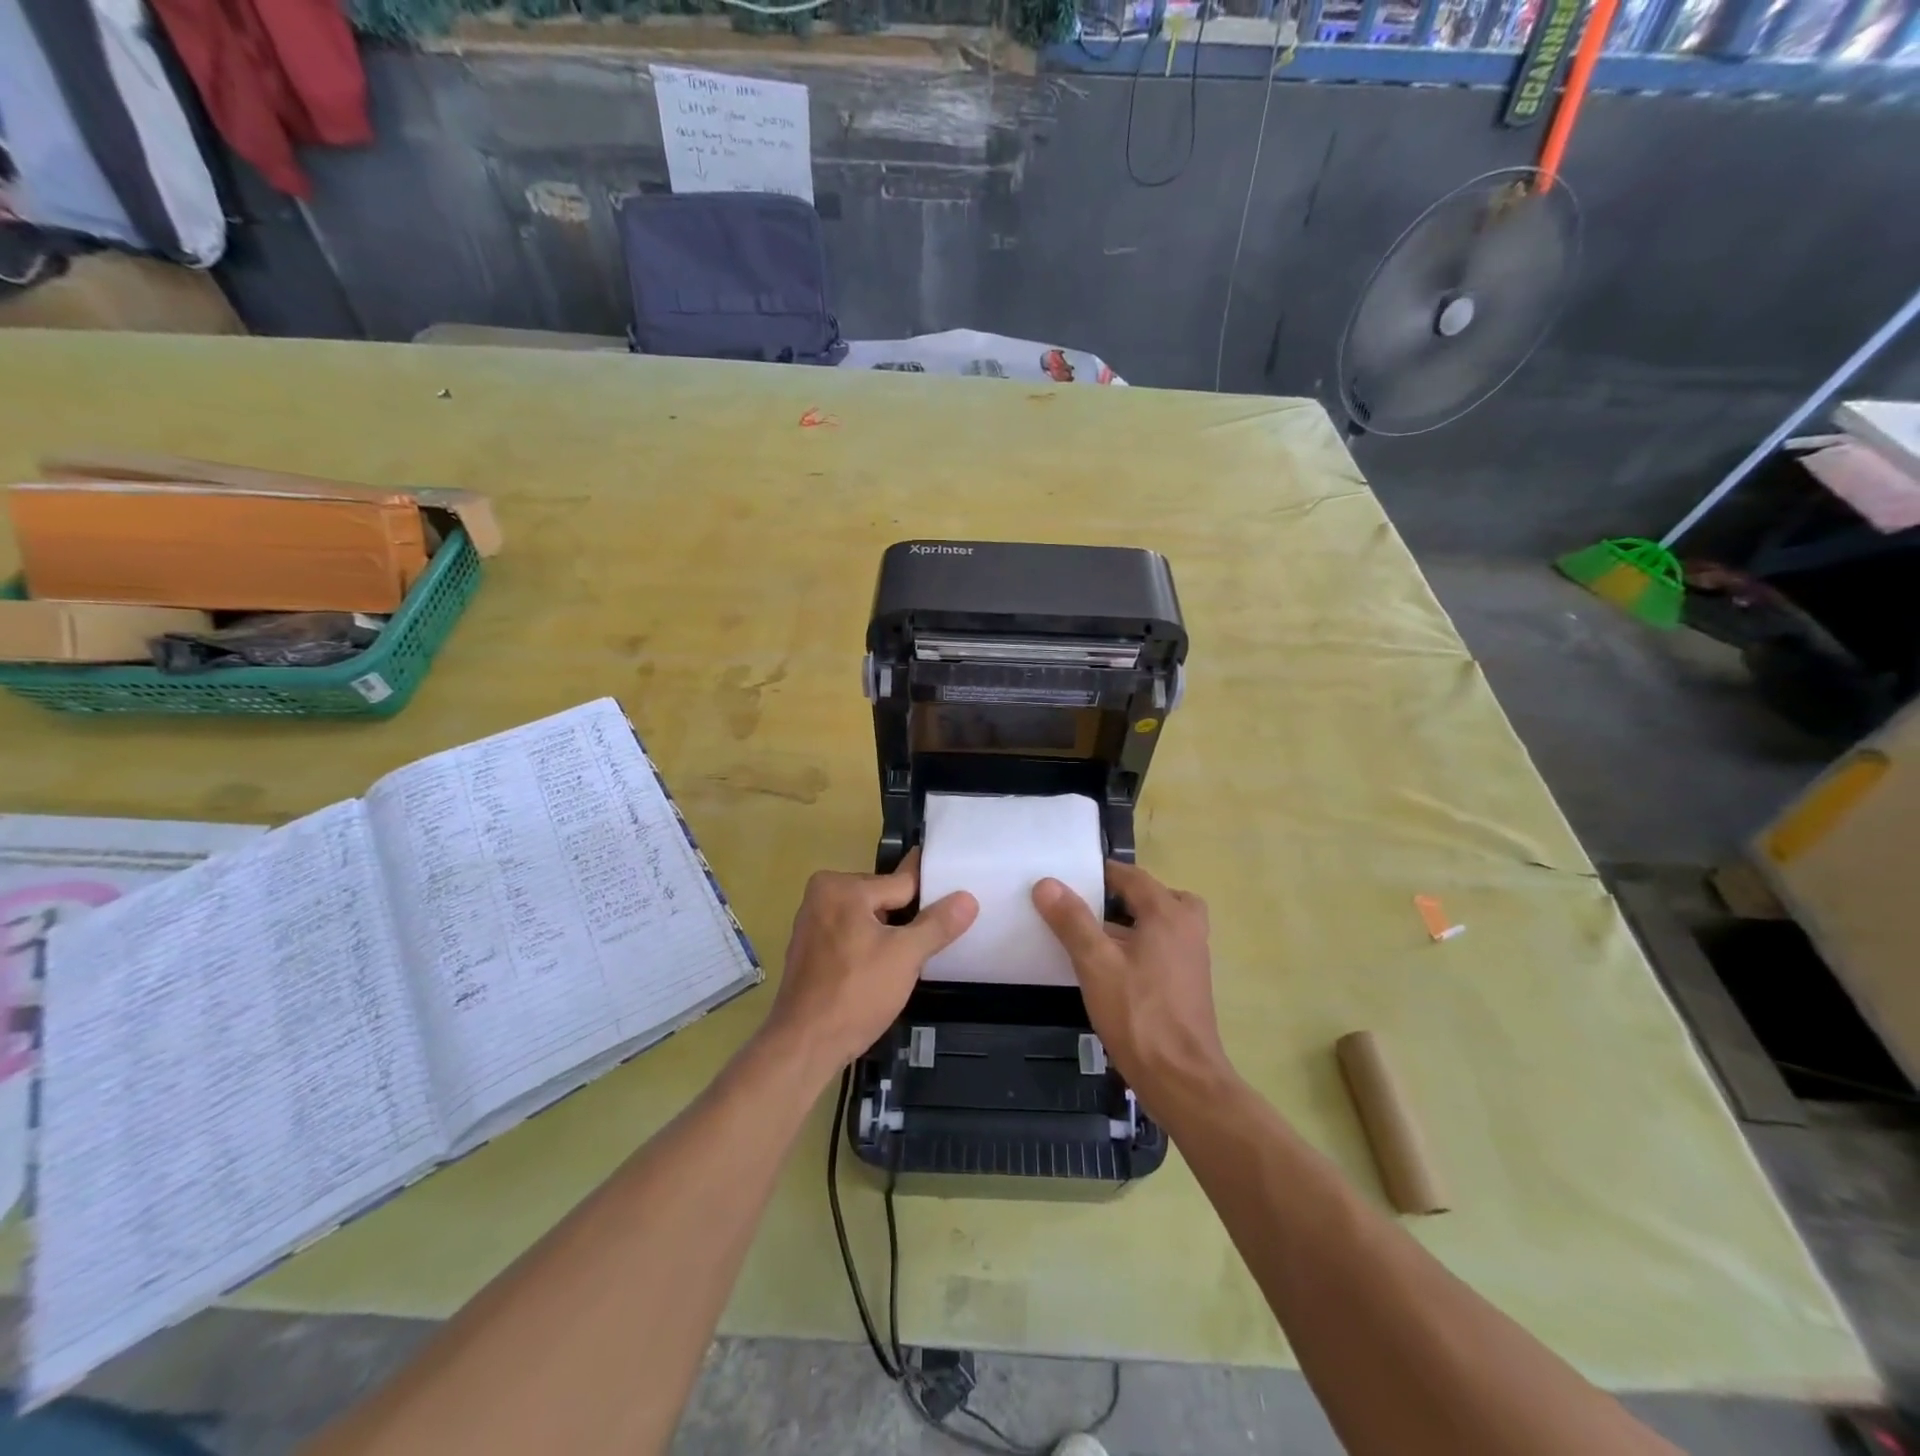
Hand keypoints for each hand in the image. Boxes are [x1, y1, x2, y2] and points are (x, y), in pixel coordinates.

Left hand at [766, 850, 977, 1073]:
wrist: (804, 1046)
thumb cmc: (856, 993)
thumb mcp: (906, 956)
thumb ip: (937, 924)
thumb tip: (967, 898)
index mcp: (841, 886)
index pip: (901, 884)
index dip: (931, 897)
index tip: (957, 896)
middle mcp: (821, 895)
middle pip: (884, 899)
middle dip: (907, 921)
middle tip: (933, 943)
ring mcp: (812, 923)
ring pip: (868, 919)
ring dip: (889, 936)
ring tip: (912, 959)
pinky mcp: (810, 950)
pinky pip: (851, 936)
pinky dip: (869, 947)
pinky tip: (883, 970)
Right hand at [1032, 861, 1231, 1109]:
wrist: (1181, 1079)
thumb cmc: (1138, 1014)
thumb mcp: (1096, 963)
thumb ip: (1072, 921)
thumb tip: (1047, 883)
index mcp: (1168, 914)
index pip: (1133, 876)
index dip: (1101, 873)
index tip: (1071, 877)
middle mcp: (1188, 928)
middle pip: (1155, 896)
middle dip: (1124, 896)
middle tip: (1091, 905)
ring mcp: (1192, 957)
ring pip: (1161, 923)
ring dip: (1132, 922)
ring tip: (1094, 935)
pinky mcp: (1189, 983)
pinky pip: (1163, 947)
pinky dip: (1141, 945)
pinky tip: (1112, 968)